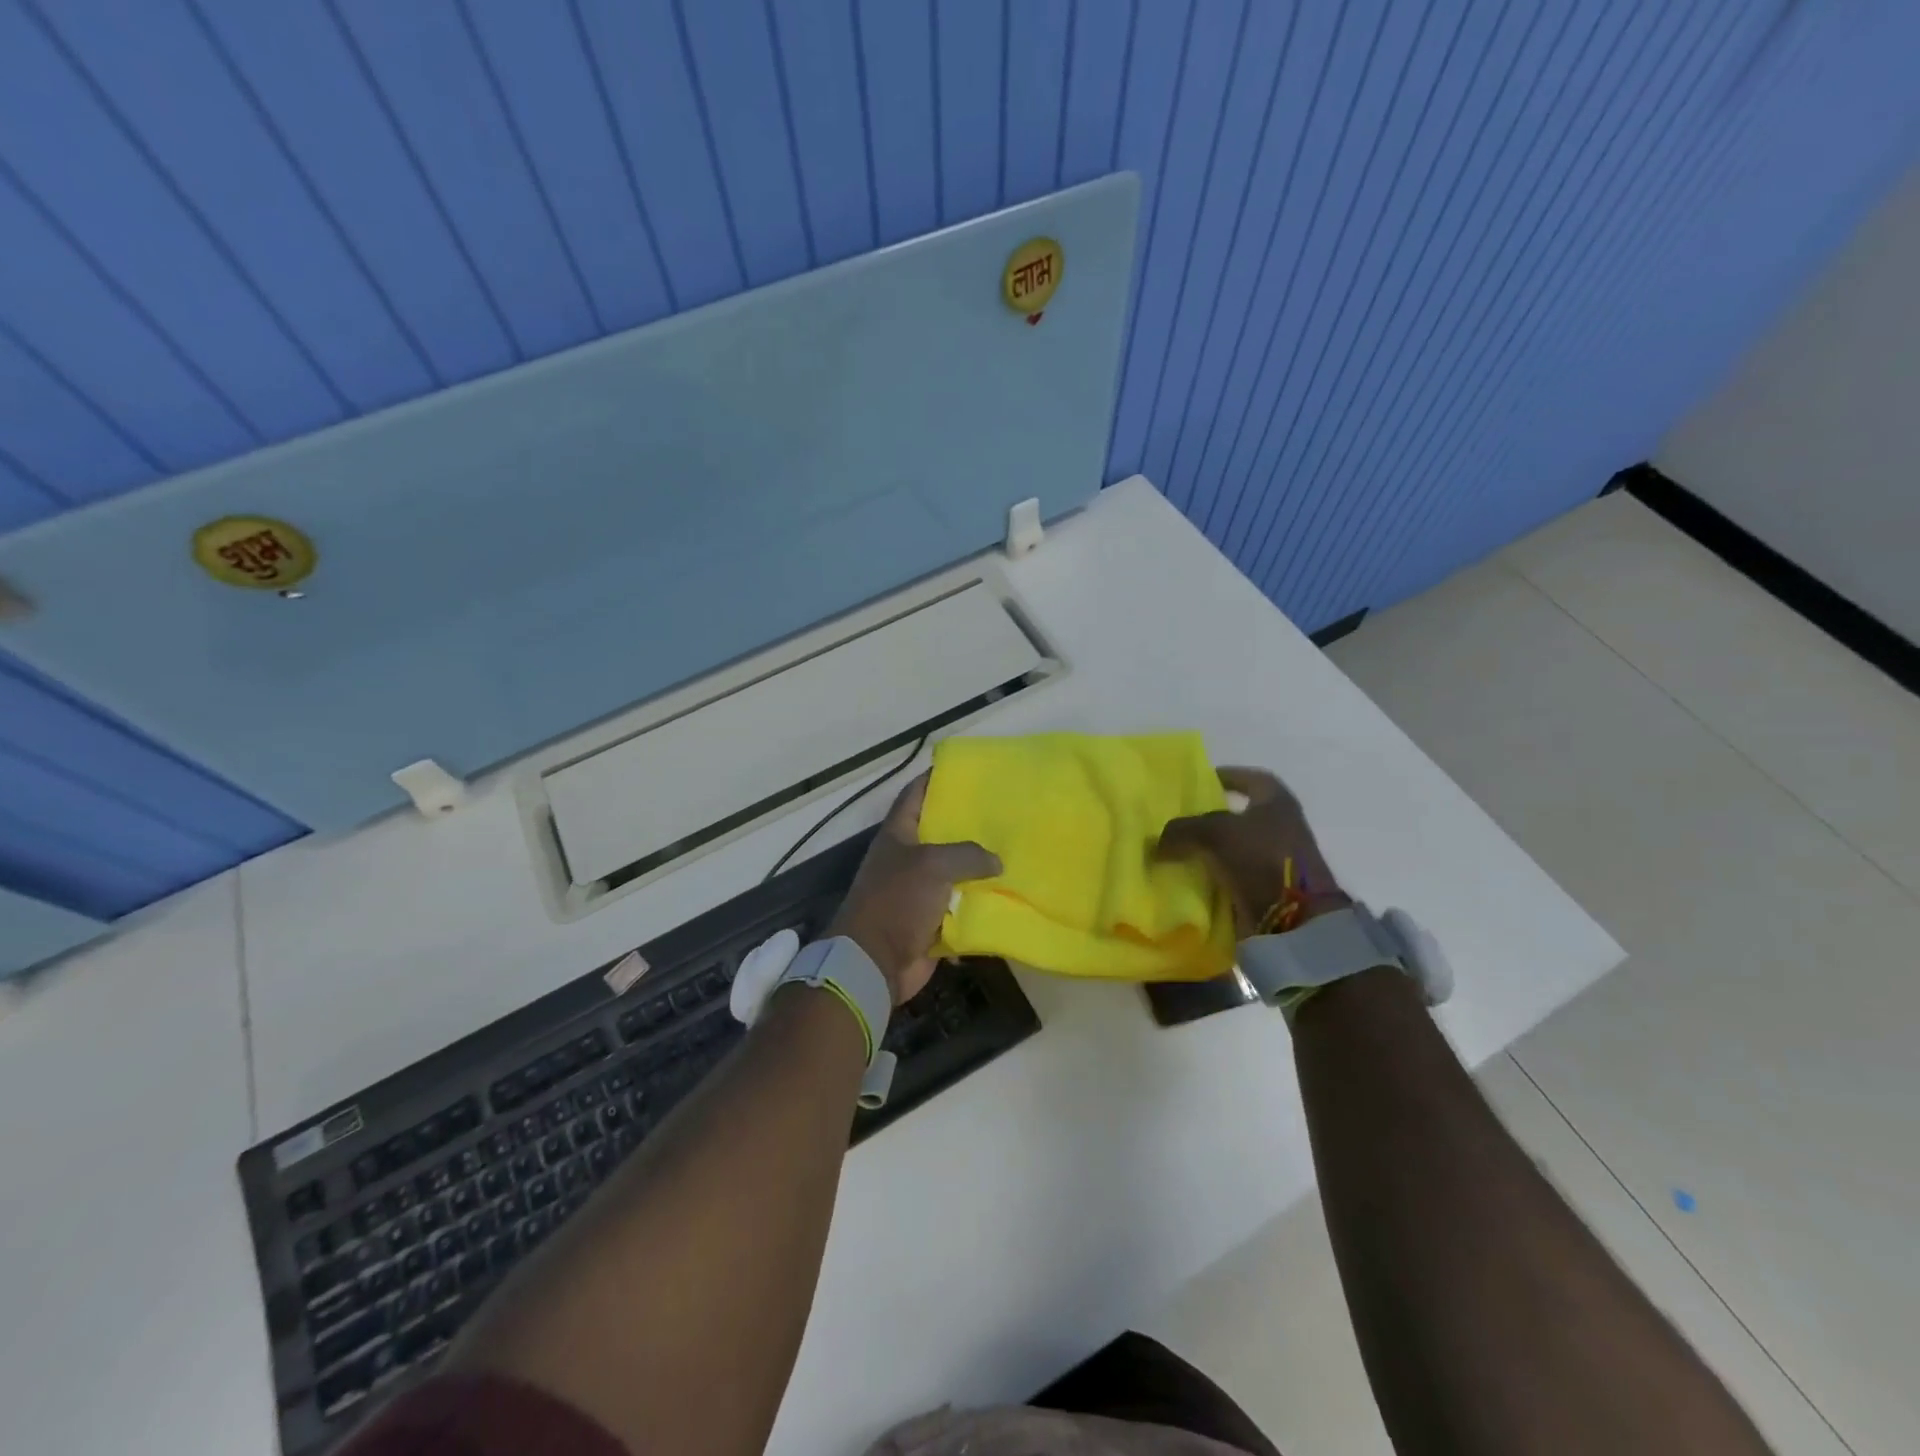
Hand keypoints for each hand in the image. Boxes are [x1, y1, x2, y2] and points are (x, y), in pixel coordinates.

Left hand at [826, 774, 1000, 1003]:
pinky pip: (959, 907)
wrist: (874, 961)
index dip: (935, 779)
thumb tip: (996, 861)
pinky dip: (977, 904)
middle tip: (1003, 813)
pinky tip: (1007, 895)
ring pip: (953, 873)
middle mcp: (906, 859)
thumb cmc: (897, 900)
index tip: (965, 770)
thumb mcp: (933, 865)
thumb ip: (967, 854)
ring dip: (977, 869)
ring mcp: (917, 891)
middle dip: (967, 825)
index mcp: (897, 835)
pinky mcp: (929, 921)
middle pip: (939, 834)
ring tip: (1013, 852)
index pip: (915, 795)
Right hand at [1153, 766, 1350, 936]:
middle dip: (1209, 817)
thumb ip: (1181, 830)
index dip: (1225, 777)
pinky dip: (1214, 877)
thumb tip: (1157, 843)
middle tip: (1178, 820)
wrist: (1295, 918)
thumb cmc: (1260, 857)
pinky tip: (1190, 879)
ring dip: (1209, 850)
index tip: (1199, 783)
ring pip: (1233, 848)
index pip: (1249, 778)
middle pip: (1239, 815)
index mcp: (1276, 800)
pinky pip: (1234, 876)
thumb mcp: (1213, 832)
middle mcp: (1281, 825)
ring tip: (1176, 851)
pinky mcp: (1268, 888)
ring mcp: (1276, 859)